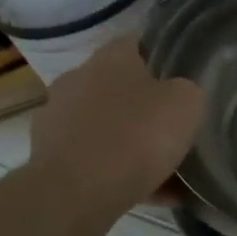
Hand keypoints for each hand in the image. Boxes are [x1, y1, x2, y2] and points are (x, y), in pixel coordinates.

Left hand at [28, 37, 204, 214]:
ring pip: (107, 125)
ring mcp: (57, 118)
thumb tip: (180, 94)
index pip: (139, 43)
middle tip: (176, 125)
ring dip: (132, 140)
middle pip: (120, 86)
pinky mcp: (49, 156)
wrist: (77, 192)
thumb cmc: (137, 136)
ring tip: (166, 167)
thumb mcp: (188, 104)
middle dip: (146, 104)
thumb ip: (187, 91)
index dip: (164, 58)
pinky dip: (120, 171)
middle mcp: (78, 79)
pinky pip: (96, 158)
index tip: (185, 79)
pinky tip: (153, 192)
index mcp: (110, 58)